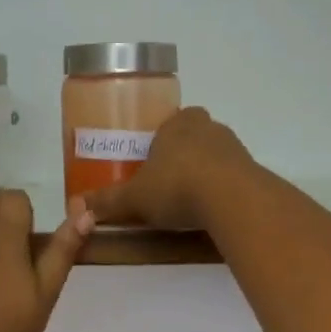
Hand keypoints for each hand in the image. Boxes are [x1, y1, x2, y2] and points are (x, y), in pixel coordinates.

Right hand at [79, 108, 256, 230]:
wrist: (232, 199)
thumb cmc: (176, 186)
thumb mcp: (135, 197)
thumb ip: (108, 201)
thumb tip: (77, 206)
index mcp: (176, 124)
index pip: (169, 122)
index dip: (162, 139)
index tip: (154, 161)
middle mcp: (206, 127)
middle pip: (194, 135)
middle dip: (184, 153)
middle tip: (169, 180)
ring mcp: (233, 146)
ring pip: (215, 154)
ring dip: (206, 170)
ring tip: (191, 199)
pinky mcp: (253, 169)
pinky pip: (233, 175)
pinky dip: (224, 188)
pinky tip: (213, 209)